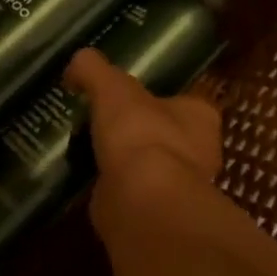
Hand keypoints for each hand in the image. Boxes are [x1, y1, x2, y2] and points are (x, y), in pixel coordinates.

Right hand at [65, 47, 222, 229]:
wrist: (143, 200)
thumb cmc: (140, 134)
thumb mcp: (112, 87)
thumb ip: (94, 69)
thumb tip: (77, 62)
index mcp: (200, 116)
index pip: (182, 101)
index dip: (154, 98)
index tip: (125, 98)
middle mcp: (199, 152)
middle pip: (166, 135)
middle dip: (137, 132)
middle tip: (103, 124)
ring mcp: (179, 186)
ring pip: (149, 166)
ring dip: (124, 162)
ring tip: (89, 151)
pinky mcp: (156, 213)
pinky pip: (132, 193)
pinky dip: (112, 188)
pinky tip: (88, 180)